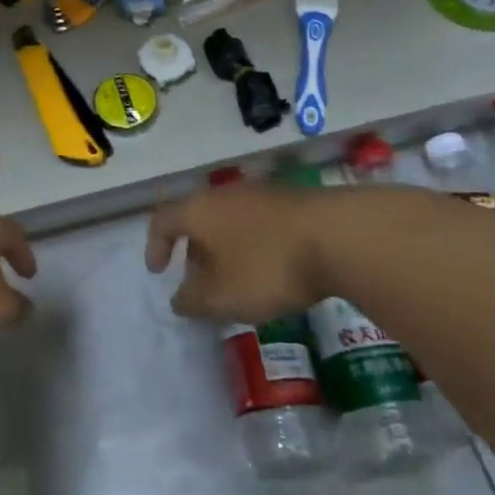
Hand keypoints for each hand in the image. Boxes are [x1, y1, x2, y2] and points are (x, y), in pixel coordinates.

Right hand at [145, 184, 336, 321]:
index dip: (155, 246)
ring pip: (230, 221)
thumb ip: (193, 301)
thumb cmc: (267, 266)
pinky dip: (254, 245)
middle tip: (201, 283)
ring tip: (238, 280)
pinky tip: (272, 269)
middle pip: (198, 219)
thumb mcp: (222, 296)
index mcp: (198, 210)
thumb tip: (180, 299)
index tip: (158, 272)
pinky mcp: (292, 201)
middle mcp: (224, 194)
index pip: (162, 220)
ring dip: (226, 249)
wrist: (339, 236)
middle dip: (195, 252)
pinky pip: (259, 223)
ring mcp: (261, 194)